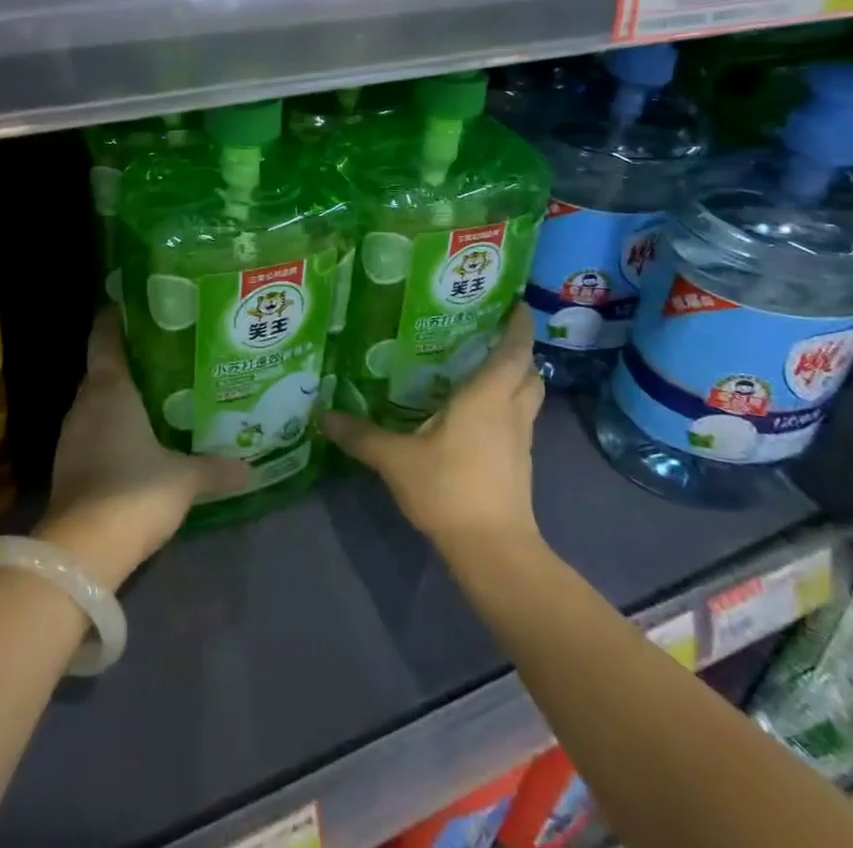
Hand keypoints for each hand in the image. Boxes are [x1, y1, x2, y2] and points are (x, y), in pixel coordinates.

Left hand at [37, 308, 250, 588]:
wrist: (80, 552)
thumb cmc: (134, 493)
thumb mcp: (184, 478)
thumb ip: (216, 469)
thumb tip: (251, 468)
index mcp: (109, 389)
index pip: (104, 337)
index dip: (116, 317)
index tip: (137, 303)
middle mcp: (85, 403)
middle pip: (103, 367)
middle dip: (130, 358)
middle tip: (168, 352)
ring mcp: (72, 435)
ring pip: (97, 401)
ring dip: (121, 396)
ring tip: (158, 392)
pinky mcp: (68, 464)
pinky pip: (93, 429)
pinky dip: (112, 425)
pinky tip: (138, 437)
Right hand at [324, 305, 544, 556]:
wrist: (494, 551)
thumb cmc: (450, 489)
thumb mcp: (396, 459)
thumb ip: (361, 435)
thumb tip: (323, 415)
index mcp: (488, 396)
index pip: (514, 350)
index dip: (520, 324)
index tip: (517, 302)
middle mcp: (511, 411)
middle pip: (529, 372)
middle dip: (518, 350)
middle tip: (492, 332)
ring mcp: (520, 440)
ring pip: (528, 397)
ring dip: (516, 379)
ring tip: (484, 367)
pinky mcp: (520, 464)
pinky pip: (519, 421)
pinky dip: (507, 406)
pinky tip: (478, 413)